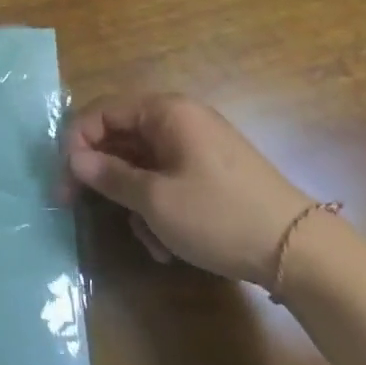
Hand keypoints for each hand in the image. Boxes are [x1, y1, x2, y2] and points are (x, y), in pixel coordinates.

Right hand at [66, 94, 312, 286]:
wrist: (301, 253)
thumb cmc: (219, 216)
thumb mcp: (155, 200)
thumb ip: (108, 175)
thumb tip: (74, 159)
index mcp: (166, 111)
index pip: (102, 113)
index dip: (76, 144)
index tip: (64, 182)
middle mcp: (181, 120)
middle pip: (121, 139)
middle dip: (104, 179)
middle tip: (77, 207)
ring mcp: (198, 147)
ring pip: (143, 165)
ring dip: (135, 202)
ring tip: (148, 239)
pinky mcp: (212, 174)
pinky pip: (168, 180)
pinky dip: (160, 208)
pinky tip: (168, 245)